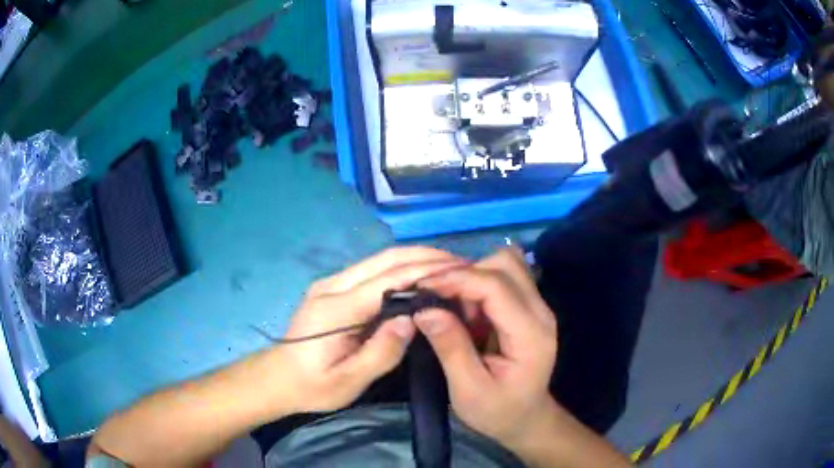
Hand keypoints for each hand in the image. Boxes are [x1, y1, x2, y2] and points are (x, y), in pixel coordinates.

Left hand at [274, 247, 465, 413]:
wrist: (276, 378)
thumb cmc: (311, 386)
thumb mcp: (347, 381)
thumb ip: (381, 352)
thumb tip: (411, 320)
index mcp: (336, 309)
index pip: (388, 279)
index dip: (425, 270)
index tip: (458, 269)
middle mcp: (333, 286)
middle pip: (384, 259)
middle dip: (424, 255)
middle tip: (460, 262)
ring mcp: (330, 284)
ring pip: (378, 260)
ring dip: (414, 258)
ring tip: (447, 266)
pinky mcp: (332, 289)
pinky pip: (371, 271)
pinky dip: (399, 268)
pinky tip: (418, 276)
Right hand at [415, 248, 558, 453]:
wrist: (525, 418)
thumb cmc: (498, 411)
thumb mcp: (468, 390)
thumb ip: (450, 348)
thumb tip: (424, 310)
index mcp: (530, 334)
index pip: (496, 285)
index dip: (457, 279)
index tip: (422, 287)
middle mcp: (540, 311)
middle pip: (505, 263)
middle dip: (466, 274)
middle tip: (438, 299)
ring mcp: (537, 306)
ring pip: (505, 264)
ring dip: (473, 276)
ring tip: (453, 306)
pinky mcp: (528, 307)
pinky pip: (503, 277)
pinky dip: (478, 284)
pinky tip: (465, 310)